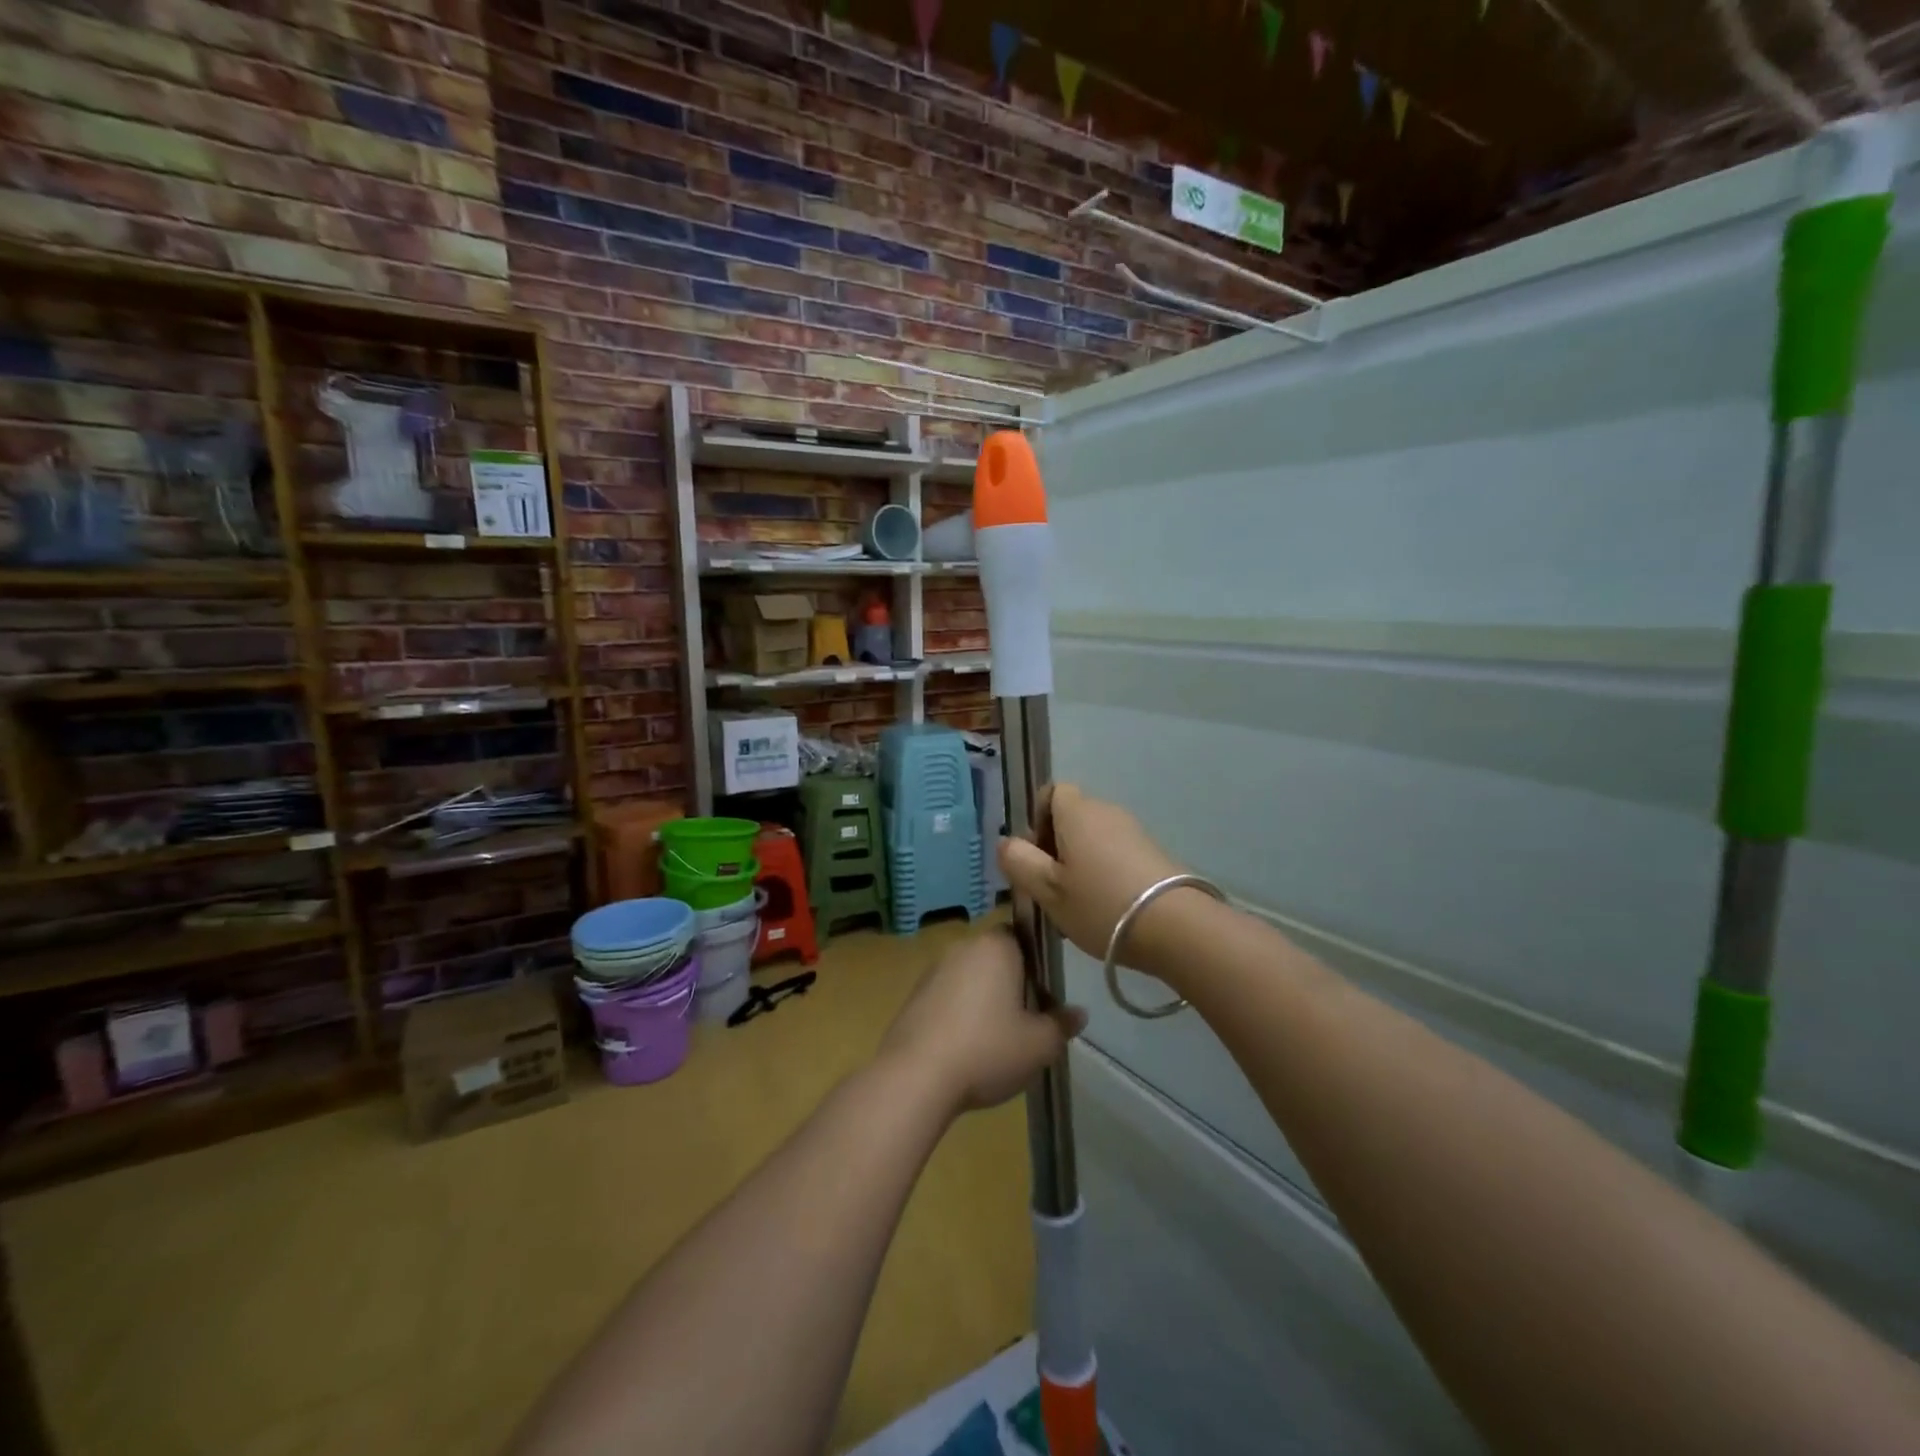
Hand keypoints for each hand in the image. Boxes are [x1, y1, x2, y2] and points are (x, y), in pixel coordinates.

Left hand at [877, 930, 1085, 1116]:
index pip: (1022, 937)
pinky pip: (947, 997)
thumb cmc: (987, 1050)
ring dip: (983, 1000)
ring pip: (970, 978)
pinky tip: (964, 1049)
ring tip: (994, 1042)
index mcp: (995, 946)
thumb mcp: (1039, 1045)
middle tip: (1025, 1023)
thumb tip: (1078, 1013)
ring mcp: (933, 970)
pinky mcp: (913, 996)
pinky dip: (958, 1014)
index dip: (1036, 965)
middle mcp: (962, 947)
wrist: (916, 1077)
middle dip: (1011, 984)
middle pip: (996, 958)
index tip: (1043, 997)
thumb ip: (1061, 1025)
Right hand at [998, 784, 1187, 968]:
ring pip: (1093, 840)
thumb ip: (1019, 862)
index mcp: (1077, 812)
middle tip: (1050, 889)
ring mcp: (1134, 832)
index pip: (1051, 792)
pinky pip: (1115, 855)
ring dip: (1079, 866)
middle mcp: (1106, 811)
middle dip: (1055, 849)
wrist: (1177, 927)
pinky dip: (1104, 875)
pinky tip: (1105, 911)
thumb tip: (1006, 842)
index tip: (1035, 856)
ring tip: (1077, 907)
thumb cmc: (1100, 904)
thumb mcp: (1048, 889)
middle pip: (1071, 819)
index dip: (1037, 819)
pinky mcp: (1153, 855)